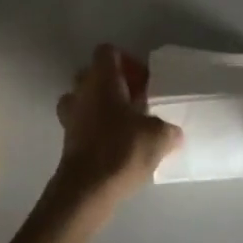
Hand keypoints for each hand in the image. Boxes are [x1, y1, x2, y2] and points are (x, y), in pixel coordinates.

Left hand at [50, 45, 182, 212]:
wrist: (86, 191)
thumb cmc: (121, 150)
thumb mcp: (158, 137)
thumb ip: (168, 130)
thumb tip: (174, 133)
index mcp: (102, 79)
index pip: (107, 51)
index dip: (126, 61)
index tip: (142, 81)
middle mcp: (82, 90)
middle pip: (94, 73)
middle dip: (114, 84)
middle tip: (137, 101)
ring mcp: (70, 115)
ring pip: (85, 98)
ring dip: (102, 105)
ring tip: (125, 123)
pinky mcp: (67, 140)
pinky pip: (82, 123)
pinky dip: (96, 128)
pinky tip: (115, 145)